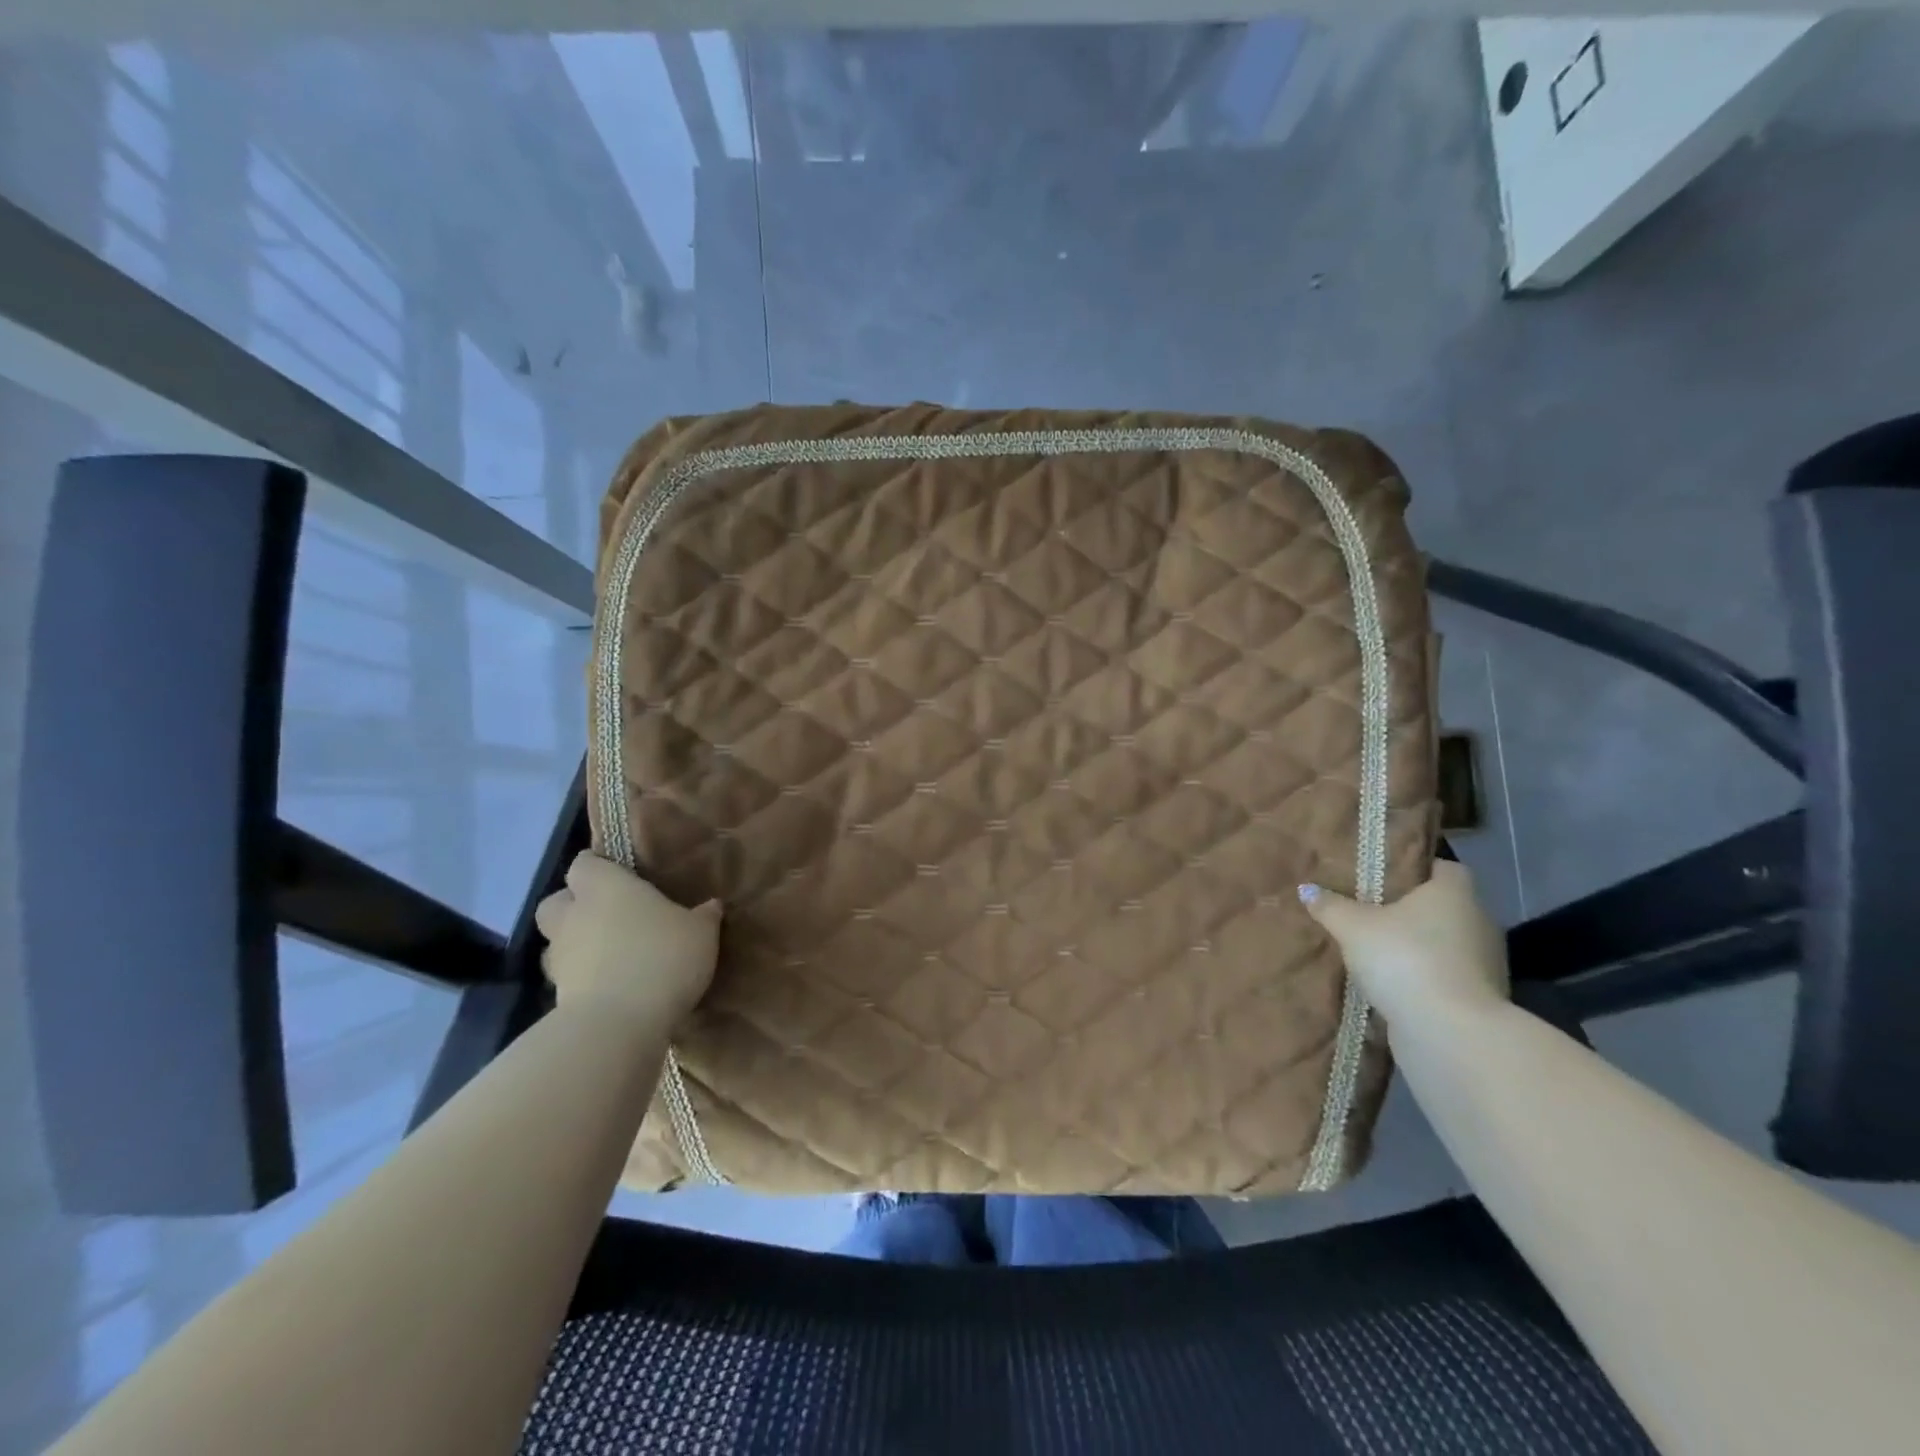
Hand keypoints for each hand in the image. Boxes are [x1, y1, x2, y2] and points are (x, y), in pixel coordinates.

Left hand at [535, 853, 720, 1032]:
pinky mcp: (556, 996)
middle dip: (575, 905)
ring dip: (576, 944)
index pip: (584, 863)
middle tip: (608, 914)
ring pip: (557, 941)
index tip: (621, 875)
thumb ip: (704, 916)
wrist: (618, 1025)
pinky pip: (567, 977)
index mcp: (605, 887)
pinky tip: (611, 986)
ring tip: (610, 954)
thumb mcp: (700, 932)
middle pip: (557, 900)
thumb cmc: (661, 957)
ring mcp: (559, 957)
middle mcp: (574, 915)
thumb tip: (711, 905)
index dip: (599, 867)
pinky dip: (583, 978)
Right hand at [1299, 861, 1508, 1028]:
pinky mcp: (1479, 999)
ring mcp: (1484, 963)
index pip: (1445, 868)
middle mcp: (1478, 922)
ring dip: (1417, 947)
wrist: (1449, 1032)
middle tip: (1370, 910)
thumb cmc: (1404, 958)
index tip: (1386, 876)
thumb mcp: (1353, 927)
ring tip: (1376, 949)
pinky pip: (1445, 975)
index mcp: (1455, 893)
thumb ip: (1330, 906)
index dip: (1417, 869)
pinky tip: (1391, 983)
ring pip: (1444, 943)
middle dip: (1411, 910)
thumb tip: (1307, 889)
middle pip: (1443, 907)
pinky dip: (1423, 976)